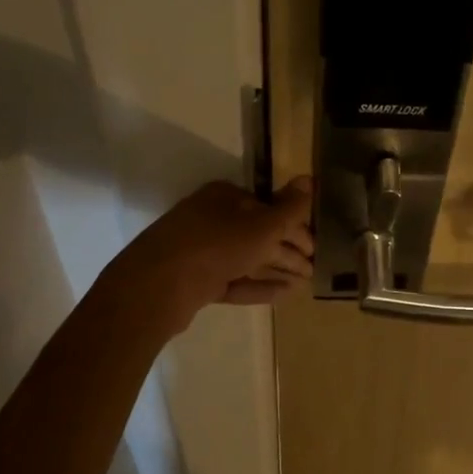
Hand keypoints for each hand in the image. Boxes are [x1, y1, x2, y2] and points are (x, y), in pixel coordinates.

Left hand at [108, 177, 314, 335]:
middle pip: (259, 233)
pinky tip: (283, 295)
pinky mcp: (196, 280)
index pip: (268, 207)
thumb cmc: (216, 245)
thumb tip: (310, 178)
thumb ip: (290, 208)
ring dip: (277, 269)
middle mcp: (212, 219)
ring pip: (247, 258)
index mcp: (225, 197)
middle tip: (313, 269)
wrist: (158, 286)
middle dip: (288, 251)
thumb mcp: (262, 226)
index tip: (314, 247)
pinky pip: (234, 280)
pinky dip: (258, 285)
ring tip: (303, 284)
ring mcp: (201, 251)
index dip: (295, 226)